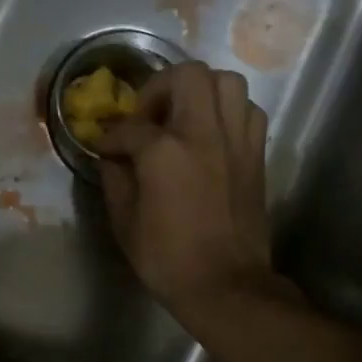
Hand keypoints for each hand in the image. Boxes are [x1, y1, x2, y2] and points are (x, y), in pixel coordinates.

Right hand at [95, 62, 285, 328]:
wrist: (227, 286)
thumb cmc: (168, 259)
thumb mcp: (125, 222)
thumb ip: (115, 178)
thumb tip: (113, 155)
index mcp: (165, 152)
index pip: (130, 126)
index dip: (111, 136)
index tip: (105, 148)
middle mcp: (204, 133)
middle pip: (187, 75)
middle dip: (160, 87)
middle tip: (149, 116)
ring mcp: (236, 140)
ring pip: (226, 81)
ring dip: (200, 91)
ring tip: (183, 118)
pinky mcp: (256, 154)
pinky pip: (247, 110)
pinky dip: (227, 111)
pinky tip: (210, 134)